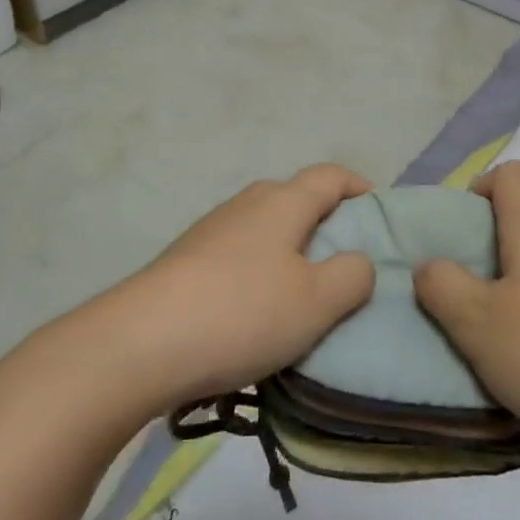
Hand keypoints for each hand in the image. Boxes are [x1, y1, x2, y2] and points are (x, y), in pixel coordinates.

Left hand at [117, 165, 376, 408]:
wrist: (141, 342)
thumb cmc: (242, 313)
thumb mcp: (316, 302)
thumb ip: (351, 276)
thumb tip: (359, 260)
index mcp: (283, 202)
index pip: (330, 176)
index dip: (359, 187)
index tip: (378, 213)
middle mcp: (246, 204)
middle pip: (295, 197)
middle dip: (325, 221)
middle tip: (345, 260)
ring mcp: (211, 229)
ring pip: (265, 226)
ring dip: (290, 248)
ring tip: (303, 291)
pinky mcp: (186, 258)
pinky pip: (238, 252)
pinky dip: (259, 268)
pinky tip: (256, 309)